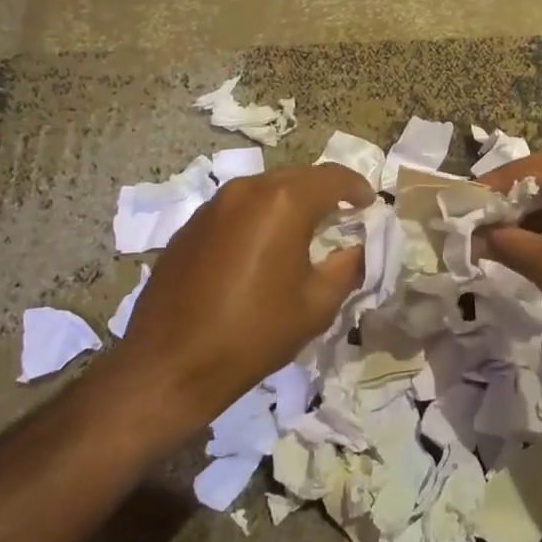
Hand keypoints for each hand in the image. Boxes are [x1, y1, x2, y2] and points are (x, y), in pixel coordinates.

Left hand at [116, 164, 370, 426]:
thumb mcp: (317, 305)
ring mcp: (213, 205)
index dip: (357, 187)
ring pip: (264, 190)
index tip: (370, 204)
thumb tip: (357, 248)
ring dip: (289, 203)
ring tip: (304, 231)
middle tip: (342, 217)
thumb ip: (347, 267)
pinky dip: (259, 217)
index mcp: (283, 203)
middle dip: (324, 193)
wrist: (170, 364)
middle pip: (297, 178)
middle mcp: (247, 190)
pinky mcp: (190, 225)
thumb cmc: (254, 333)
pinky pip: (237, 208)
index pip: (332, 177)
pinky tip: (262, 248)